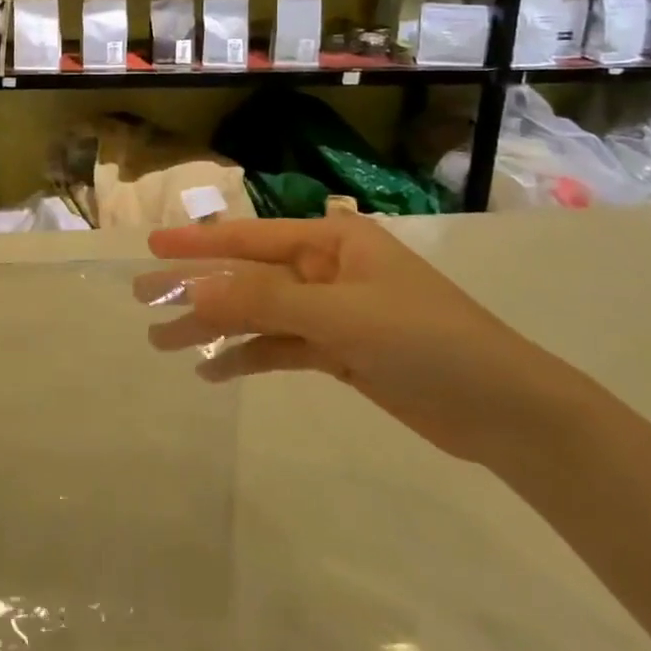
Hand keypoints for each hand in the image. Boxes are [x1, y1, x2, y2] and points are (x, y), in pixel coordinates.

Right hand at [141, 214, 576, 464]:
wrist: (507, 413)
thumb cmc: (428, 342)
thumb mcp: (342, 316)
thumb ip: (265, 301)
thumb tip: (193, 290)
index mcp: (333, 240)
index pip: (251, 237)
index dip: (198, 242)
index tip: (152, 246)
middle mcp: (326, 269)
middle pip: (247, 275)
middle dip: (195, 288)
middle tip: (142, 299)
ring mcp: (332, 313)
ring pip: (258, 314)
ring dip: (214, 328)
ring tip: (163, 344)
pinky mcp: (338, 353)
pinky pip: (279, 348)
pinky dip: (247, 358)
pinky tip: (212, 372)